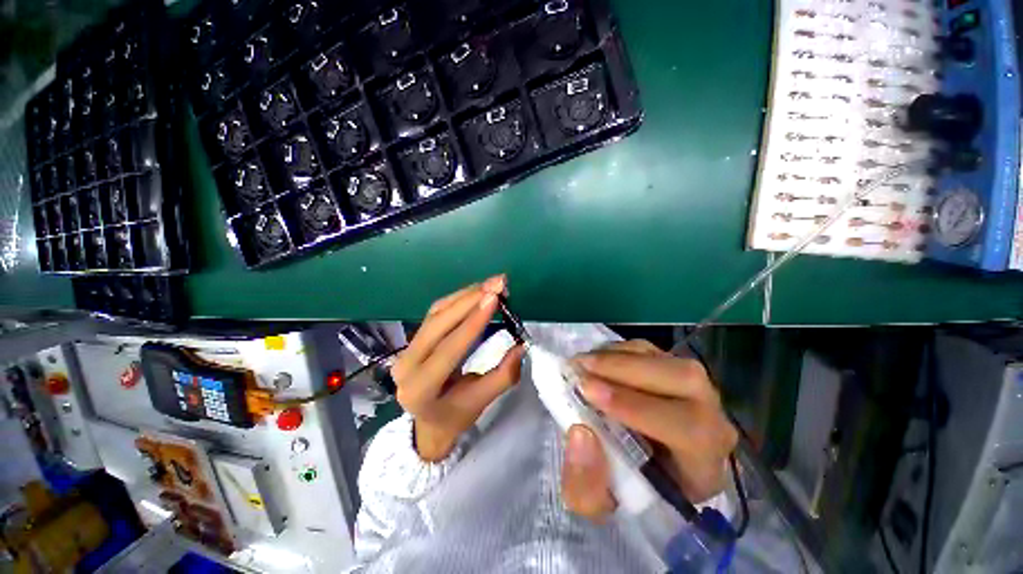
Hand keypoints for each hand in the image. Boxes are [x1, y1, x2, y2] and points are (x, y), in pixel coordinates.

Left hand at [392, 275, 524, 461]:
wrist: (429, 421)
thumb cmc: (456, 415)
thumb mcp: (481, 401)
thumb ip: (503, 375)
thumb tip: (522, 344)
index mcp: (420, 389)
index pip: (448, 350)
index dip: (472, 323)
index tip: (494, 299)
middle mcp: (406, 364)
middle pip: (438, 323)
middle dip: (470, 300)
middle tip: (498, 284)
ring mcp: (407, 347)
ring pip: (437, 312)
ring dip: (466, 294)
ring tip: (492, 284)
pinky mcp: (416, 336)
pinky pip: (437, 311)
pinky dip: (459, 298)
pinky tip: (477, 291)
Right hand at [561, 340, 737, 521]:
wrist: (640, 468)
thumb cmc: (625, 490)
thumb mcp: (599, 505)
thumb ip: (585, 483)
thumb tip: (581, 432)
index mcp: (702, 464)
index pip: (687, 429)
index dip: (636, 407)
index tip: (589, 393)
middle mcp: (710, 420)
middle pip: (685, 380)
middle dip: (626, 370)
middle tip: (581, 368)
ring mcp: (695, 389)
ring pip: (668, 360)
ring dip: (620, 357)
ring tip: (583, 362)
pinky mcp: (673, 369)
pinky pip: (652, 350)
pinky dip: (621, 350)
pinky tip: (596, 358)